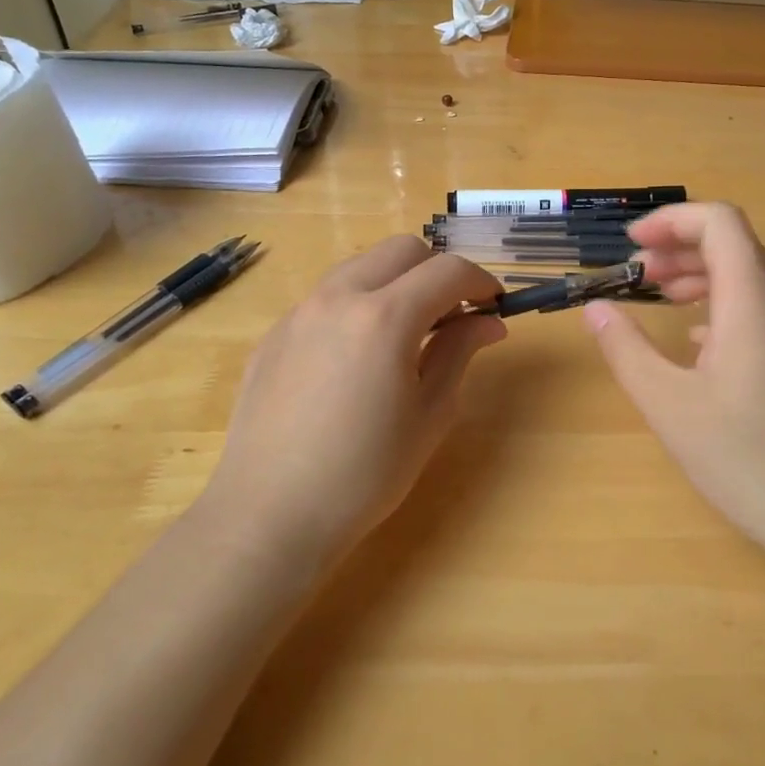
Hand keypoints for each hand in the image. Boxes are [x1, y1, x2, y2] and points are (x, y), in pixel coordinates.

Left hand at [202, 237, 505, 568]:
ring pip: (360, 266)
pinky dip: (357, 305)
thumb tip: (487, 322)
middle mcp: (338, 298)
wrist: (270, 515)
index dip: (481, 281)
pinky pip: (326, 298)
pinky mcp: (274, 334)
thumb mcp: (429, 415)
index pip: (447, 271)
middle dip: (437, 270)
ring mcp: (299, 313)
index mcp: (385, 317)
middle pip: (401, 250)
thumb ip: (458, 353)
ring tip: (406, 332)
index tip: (494, 305)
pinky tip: (357, 357)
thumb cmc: (365, 474)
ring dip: (395, 282)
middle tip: (452, 315)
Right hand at [581, 203, 764, 567]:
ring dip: (703, 275)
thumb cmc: (746, 458)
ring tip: (661, 298)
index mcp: (752, 302)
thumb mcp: (669, 405)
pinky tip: (698, 341)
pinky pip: (763, 307)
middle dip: (681, 247)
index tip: (631, 243)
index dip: (672, 219)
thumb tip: (596, 309)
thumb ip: (627, 350)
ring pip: (751, 275)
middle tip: (638, 274)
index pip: (720, 223)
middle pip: (735, 245)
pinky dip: (724, 303)